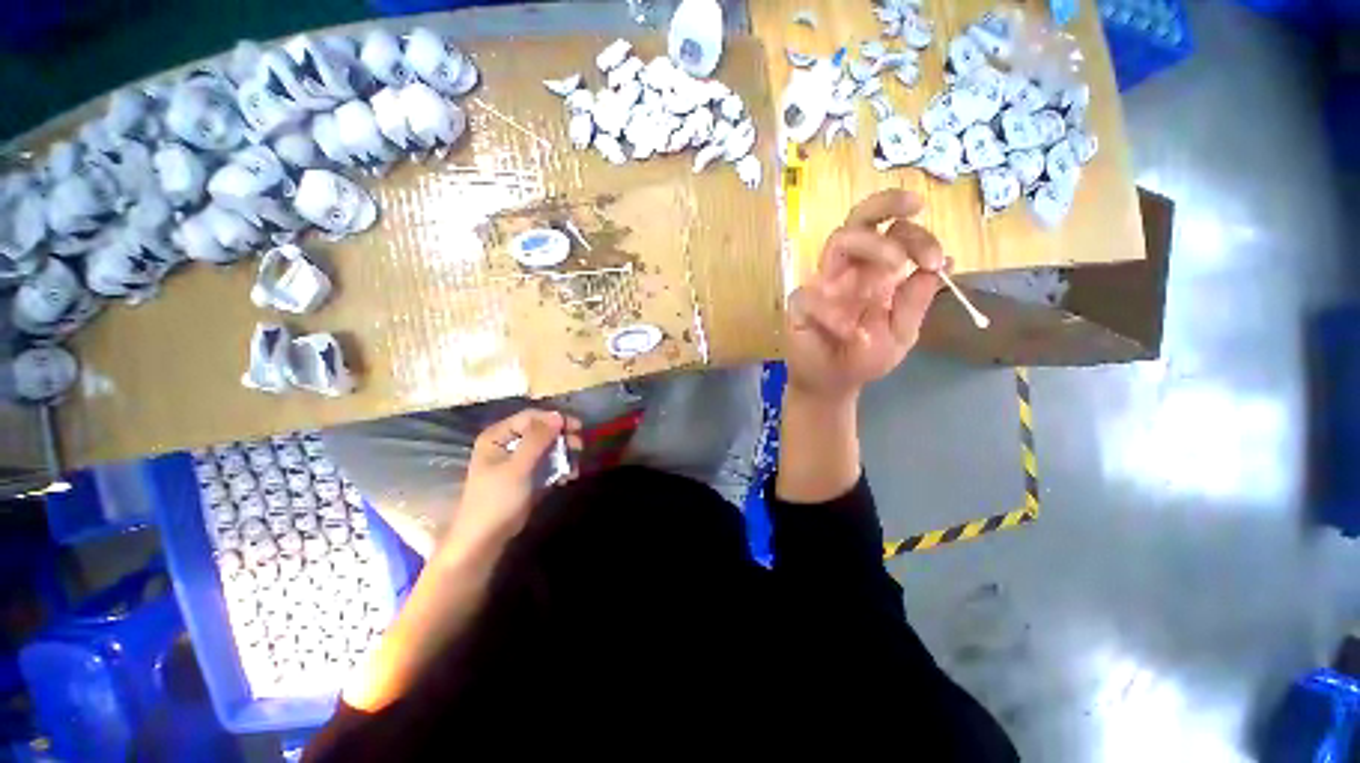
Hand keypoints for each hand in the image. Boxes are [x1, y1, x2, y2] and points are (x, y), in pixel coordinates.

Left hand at [452, 409, 582, 547]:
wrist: (485, 539)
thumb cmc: (496, 499)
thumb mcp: (517, 467)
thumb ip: (537, 440)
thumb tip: (559, 416)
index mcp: (497, 436)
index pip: (530, 417)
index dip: (553, 419)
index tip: (575, 427)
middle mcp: (507, 444)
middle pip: (540, 431)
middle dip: (561, 437)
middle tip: (579, 444)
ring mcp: (517, 460)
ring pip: (546, 447)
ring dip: (563, 453)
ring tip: (576, 463)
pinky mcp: (526, 475)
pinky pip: (547, 463)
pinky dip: (559, 467)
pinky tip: (568, 476)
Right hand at [786, 190, 943, 401]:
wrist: (833, 383)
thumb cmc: (864, 358)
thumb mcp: (901, 332)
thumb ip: (916, 301)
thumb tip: (947, 262)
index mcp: (876, 273)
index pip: (894, 234)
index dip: (918, 236)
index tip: (936, 261)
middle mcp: (850, 271)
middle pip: (860, 219)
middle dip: (887, 204)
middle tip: (915, 208)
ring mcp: (824, 284)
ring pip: (838, 241)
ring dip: (871, 244)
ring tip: (895, 268)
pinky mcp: (800, 306)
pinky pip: (812, 296)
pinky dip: (833, 312)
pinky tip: (849, 333)